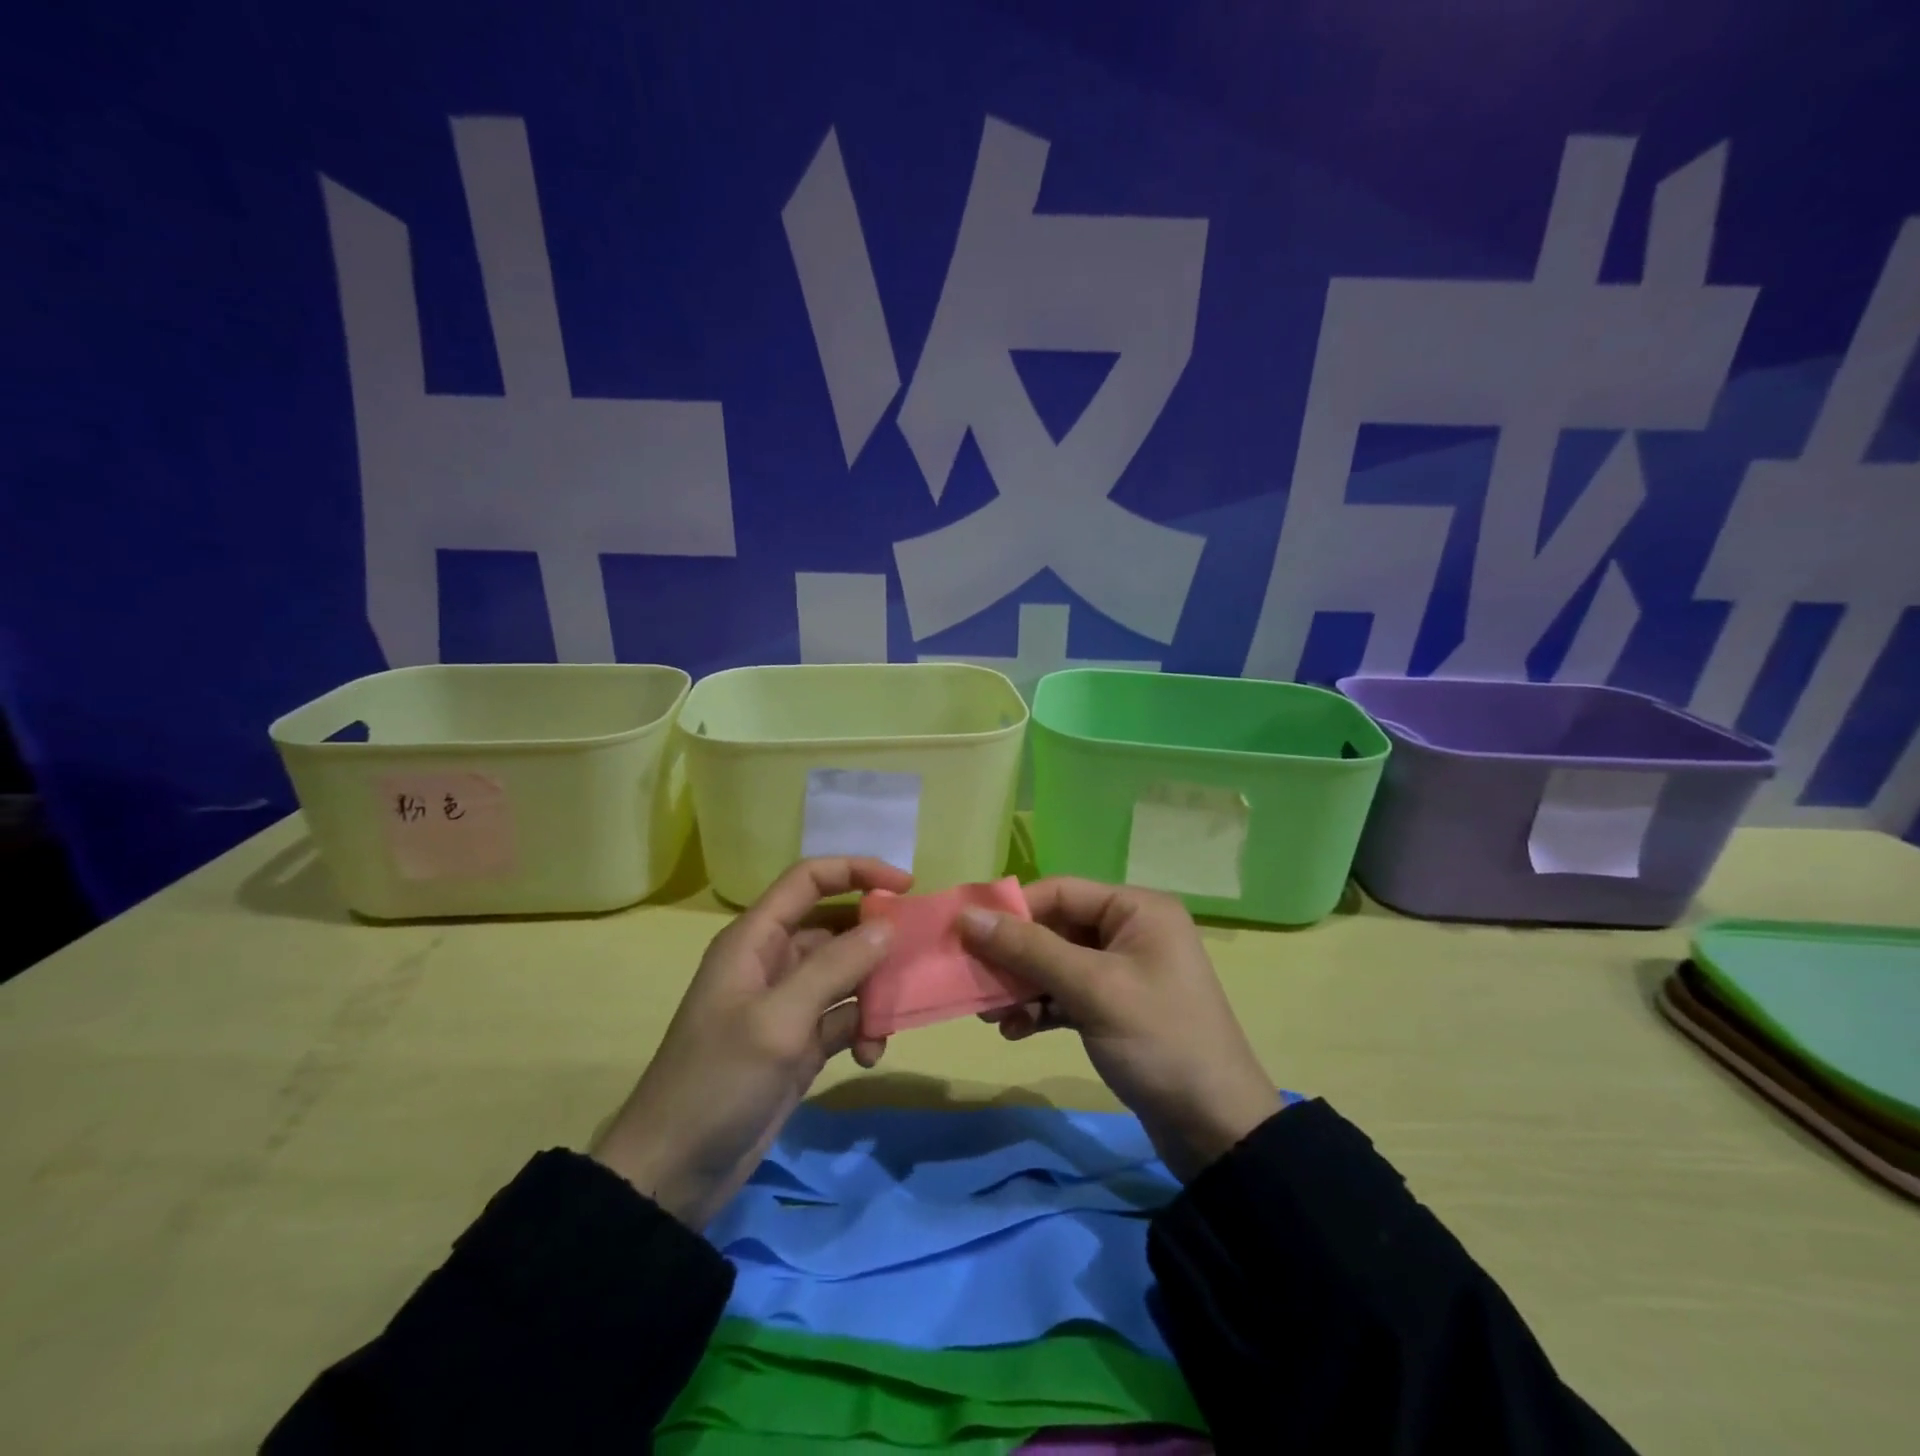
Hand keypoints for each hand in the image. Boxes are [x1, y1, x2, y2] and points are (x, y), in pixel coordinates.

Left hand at [591, 856, 910, 1228]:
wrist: (674, 1172)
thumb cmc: (719, 1081)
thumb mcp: (779, 1019)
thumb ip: (836, 966)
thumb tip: (888, 925)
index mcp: (756, 939)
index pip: (810, 880)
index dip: (857, 871)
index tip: (907, 886)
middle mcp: (773, 962)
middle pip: (836, 927)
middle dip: (877, 938)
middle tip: (917, 957)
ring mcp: (788, 1004)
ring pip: (847, 974)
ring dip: (874, 991)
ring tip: (892, 1020)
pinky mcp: (800, 1043)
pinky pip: (844, 1017)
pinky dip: (863, 1028)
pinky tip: (870, 1056)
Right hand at [959, 879, 1279, 1180]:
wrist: (1216, 1130)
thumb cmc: (1159, 1041)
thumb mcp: (1092, 989)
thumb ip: (1028, 949)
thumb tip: (967, 916)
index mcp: (1137, 909)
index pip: (1061, 892)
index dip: (1013, 911)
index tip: (967, 936)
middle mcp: (1130, 931)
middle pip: (1054, 928)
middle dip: (1013, 956)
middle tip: (974, 982)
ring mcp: (1123, 972)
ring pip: (1055, 964)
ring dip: (1022, 986)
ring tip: (991, 1015)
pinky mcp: (1115, 1008)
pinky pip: (1066, 994)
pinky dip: (1040, 1008)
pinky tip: (1016, 1030)